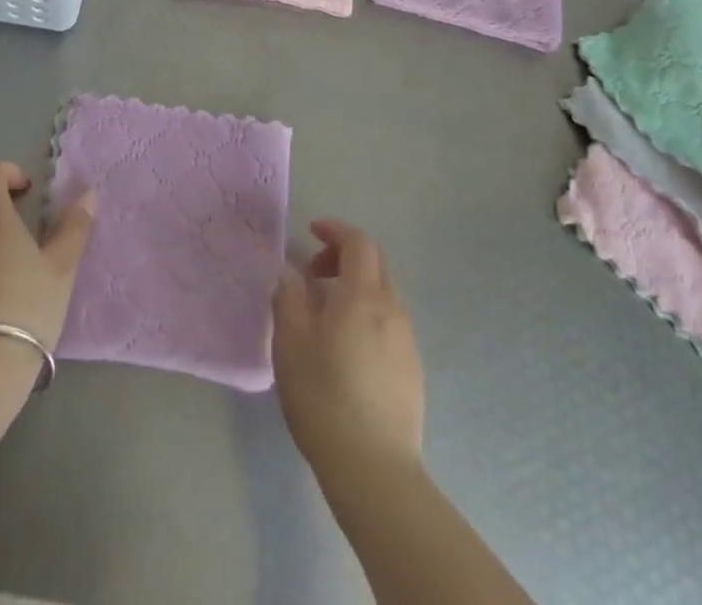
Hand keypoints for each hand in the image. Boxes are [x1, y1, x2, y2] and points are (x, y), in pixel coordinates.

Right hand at [272, 219, 424, 475]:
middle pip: (375, 262)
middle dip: (345, 255)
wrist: (375, 470)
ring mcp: (407, 340)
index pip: (358, 242)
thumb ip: (289, 298)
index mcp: (363, 295)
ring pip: (384, 293)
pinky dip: (368, 314)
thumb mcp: (291, 343)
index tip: (311, 233)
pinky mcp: (413, 370)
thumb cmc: (324, 397)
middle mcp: (392, 309)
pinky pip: (390, 322)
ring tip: (326, 313)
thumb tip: (292, 274)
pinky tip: (348, 347)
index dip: (335, 230)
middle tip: (314, 273)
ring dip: (357, 286)